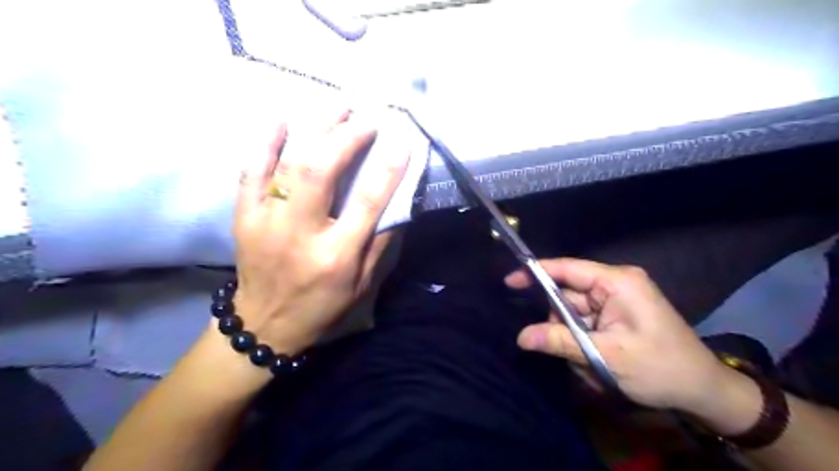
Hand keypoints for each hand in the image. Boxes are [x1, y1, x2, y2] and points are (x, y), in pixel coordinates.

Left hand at [231, 114, 410, 354]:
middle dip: (347, 138)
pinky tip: (281, 119)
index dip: (387, 171)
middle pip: (322, 172)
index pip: (366, 204)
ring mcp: (267, 221)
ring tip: (337, 107)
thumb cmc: (321, 307)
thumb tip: (396, 206)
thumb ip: (380, 245)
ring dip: (315, 130)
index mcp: (335, 256)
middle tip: (366, 120)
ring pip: (290, 164)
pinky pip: (251, 171)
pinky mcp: (244, 216)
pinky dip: (265, 142)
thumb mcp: (361, 285)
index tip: (402, 143)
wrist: (262, 324)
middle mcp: (300, 234)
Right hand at [504, 260, 728, 413]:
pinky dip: (583, 343)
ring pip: (573, 313)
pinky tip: (596, 362)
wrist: (703, 390)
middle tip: (568, 352)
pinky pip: (585, 323)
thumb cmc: (661, 368)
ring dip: (574, 339)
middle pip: (567, 295)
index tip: (509, 281)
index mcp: (617, 282)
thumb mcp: (606, 355)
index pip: (567, 269)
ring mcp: (616, 300)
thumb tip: (521, 337)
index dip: (536, 272)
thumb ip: (560, 342)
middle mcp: (615, 284)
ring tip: (591, 365)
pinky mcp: (616, 315)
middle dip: (561, 324)